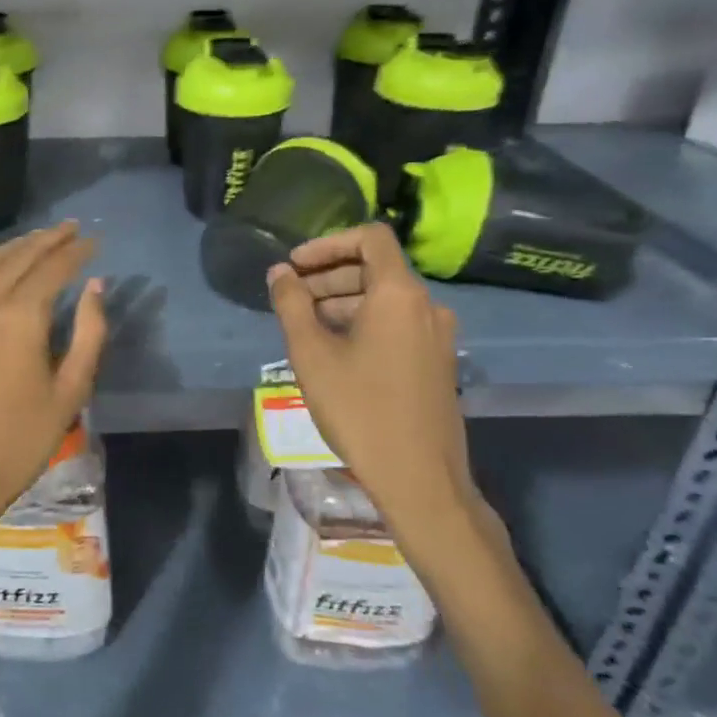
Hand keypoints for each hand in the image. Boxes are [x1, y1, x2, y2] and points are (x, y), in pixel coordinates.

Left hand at [0, 222, 106, 572]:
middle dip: (48, 238)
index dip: (77, 251)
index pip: (53, 267)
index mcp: (19, 316)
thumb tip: (95, 287)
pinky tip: (2, 271)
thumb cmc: (21, 439)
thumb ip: (89, 333)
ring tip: (41, 239)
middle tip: (72, 228)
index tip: (96, 241)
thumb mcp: (70, 391)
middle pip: (19, 256)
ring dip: (18, 247)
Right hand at [269, 223, 477, 537]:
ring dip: (342, 301)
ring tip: (304, 326)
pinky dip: (362, 322)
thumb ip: (291, 305)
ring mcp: (437, 335)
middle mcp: (427, 306)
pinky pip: (396, 324)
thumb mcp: (311, 354)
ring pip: (384, 299)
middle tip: (290, 297)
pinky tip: (333, 350)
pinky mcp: (436, 362)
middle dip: (328, 275)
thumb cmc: (359, 409)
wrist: (419, 478)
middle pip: (375, 269)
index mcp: (399, 294)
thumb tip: (279, 273)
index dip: (327, 243)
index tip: (295, 265)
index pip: (370, 238)